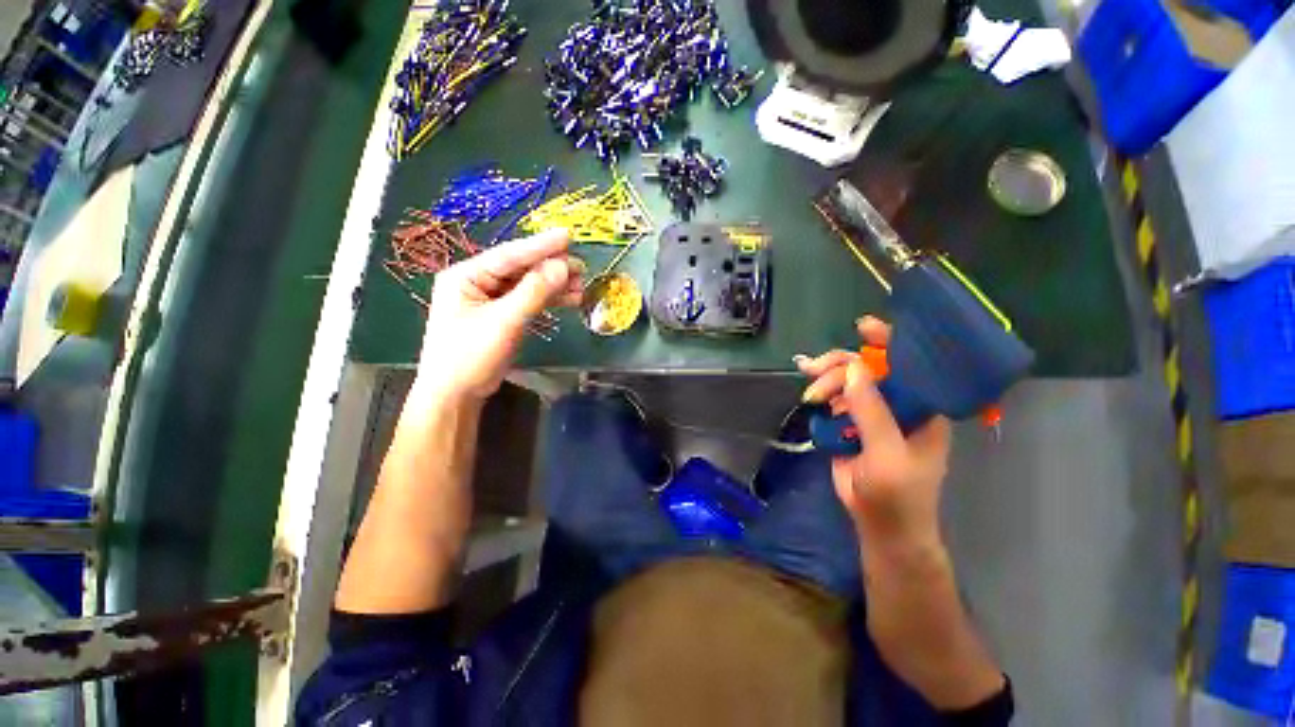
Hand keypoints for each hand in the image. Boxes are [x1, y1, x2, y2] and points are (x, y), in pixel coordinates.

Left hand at [416, 230, 583, 401]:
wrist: (456, 395)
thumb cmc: (471, 356)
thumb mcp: (504, 321)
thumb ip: (534, 292)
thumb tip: (563, 267)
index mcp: (466, 276)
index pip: (509, 255)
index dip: (540, 245)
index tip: (567, 236)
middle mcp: (477, 282)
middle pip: (520, 269)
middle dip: (551, 268)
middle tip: (582, 268)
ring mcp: (490, 300)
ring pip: (527, 285)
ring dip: (554, 285)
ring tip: (581, 286)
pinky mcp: (502, 316)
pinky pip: (528, 301)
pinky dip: (548, 300)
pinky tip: (569, 299)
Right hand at [795, 317, 951, 549]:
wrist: (880, 526)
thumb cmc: (898, 494)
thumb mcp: (888, 454)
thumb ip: (872, 411)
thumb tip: (853, 368)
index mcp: (923, 407)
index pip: (910, 364)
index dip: (889, 342)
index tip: (862, 328)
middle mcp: (899, 403)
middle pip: (870, 369)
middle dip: (841, 367)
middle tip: (813, 373)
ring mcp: (873, 412)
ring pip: (848, 381)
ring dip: (827, 381)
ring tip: (811, 394)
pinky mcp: (850, 422)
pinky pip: (836, 398)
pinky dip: (823, 393)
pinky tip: (811, 394)